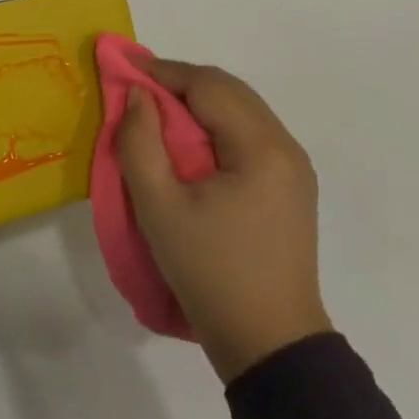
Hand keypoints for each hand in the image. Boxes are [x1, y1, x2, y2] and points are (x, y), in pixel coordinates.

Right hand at [117, 60, 332, 382]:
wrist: (270, 348)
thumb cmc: (211, 274)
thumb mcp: (159, 208)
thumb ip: (140, 142)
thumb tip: (136, 94)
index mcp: (261, 148)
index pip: (208, 86)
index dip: (164, 72)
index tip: (124, 70)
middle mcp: (286, 147)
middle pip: (229, 90)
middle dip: (180, 82)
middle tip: (137, 89)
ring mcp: (293, 167)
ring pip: (240, 109)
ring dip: (198, 101)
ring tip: (157, 111)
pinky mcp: (291, 186)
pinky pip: (249, 133)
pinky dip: (215, 123)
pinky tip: (189, 141)